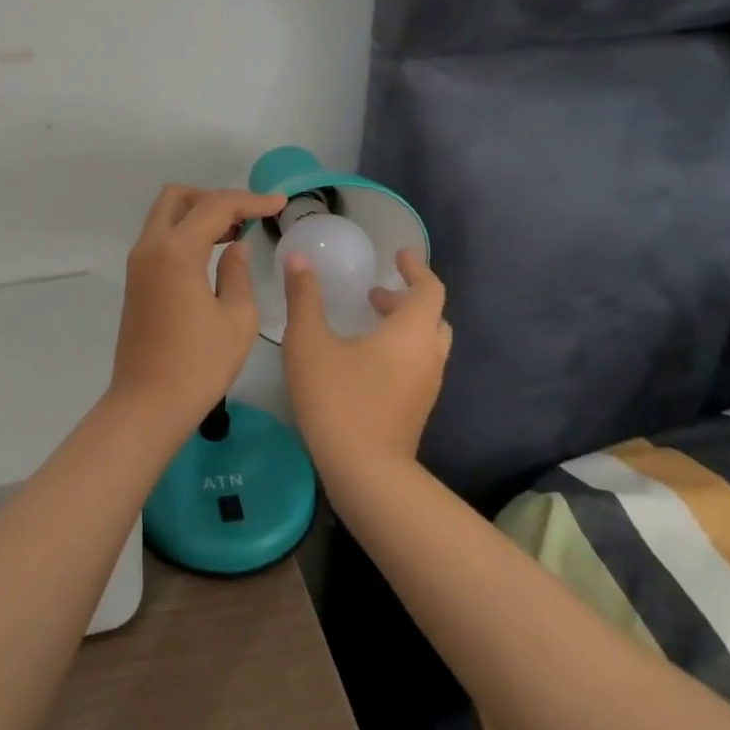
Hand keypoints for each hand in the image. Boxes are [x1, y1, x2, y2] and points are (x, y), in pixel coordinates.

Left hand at [111, 185, 285, 425]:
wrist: (148, 404)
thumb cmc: (199, 365)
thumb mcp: (236, 319)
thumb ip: (238, 273)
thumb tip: (236, 247)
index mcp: (176, 251)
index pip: (215, 206)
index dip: (250, 201)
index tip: (279, 203)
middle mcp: (150, 247)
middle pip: (178, 197)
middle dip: (213, 197)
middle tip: (245, 216)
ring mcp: (139, 263)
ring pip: (165, 215)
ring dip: (198, 214)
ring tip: (235, 232)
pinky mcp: (136, 280)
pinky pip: (161, 238)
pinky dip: (185, 232)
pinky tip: (212, 253)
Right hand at [281, 247, 451, 482]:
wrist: (366, 475)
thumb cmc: (338, 398)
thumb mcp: (309, 342)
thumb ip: (304, 297)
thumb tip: (297, 258)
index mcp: (411, 332)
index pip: (429, 288)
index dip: (416, 268)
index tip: (399, 255)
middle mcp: (428, 355)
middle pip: (432, 316)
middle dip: (406, 298)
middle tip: (374, 292)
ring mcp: (426, 386)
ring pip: (425, 343)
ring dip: (402, 325)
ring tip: (365, 321)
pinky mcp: (417, 409)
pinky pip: (417, 365)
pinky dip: (399, 349)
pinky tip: (363, 359)